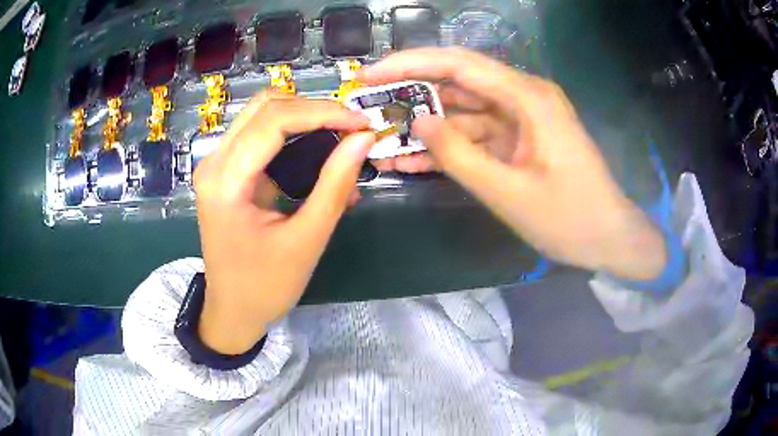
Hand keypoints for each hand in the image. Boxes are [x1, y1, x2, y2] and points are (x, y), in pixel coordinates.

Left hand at [193, 92, 373, 353]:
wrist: (232, 310)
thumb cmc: (265, 286)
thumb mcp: (306, 240)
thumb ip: (335, 184)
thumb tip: (363, 139)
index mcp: (226, 182)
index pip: (275, 121)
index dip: (323, 113)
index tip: (362, 123)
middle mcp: (214, 162)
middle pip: (265, 106)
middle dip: (314, 109)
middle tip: (352, 128)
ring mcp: (215, 164)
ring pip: (261, 115)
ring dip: (303, 118)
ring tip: (339, 138)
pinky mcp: (224, 171)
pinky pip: (259, 135)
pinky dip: (292, 136)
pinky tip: (317, 155)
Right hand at [360, 48, 666, 280]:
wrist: (607, 238)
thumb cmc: (569, 218)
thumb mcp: (508, 192)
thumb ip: (458, 155)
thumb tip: (418, 122)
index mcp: (528, 97)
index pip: (458, 64)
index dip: (409, 64)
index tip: (370, 74)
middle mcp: (523, 97)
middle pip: (457, 82)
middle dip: (411, 92)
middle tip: (369, 105)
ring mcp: (521, 118)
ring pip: (463, 111)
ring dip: (426, 126)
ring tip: (382, 138)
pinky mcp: (518, 139)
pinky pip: (476, 135)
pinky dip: (448, 147)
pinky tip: (413, 160)